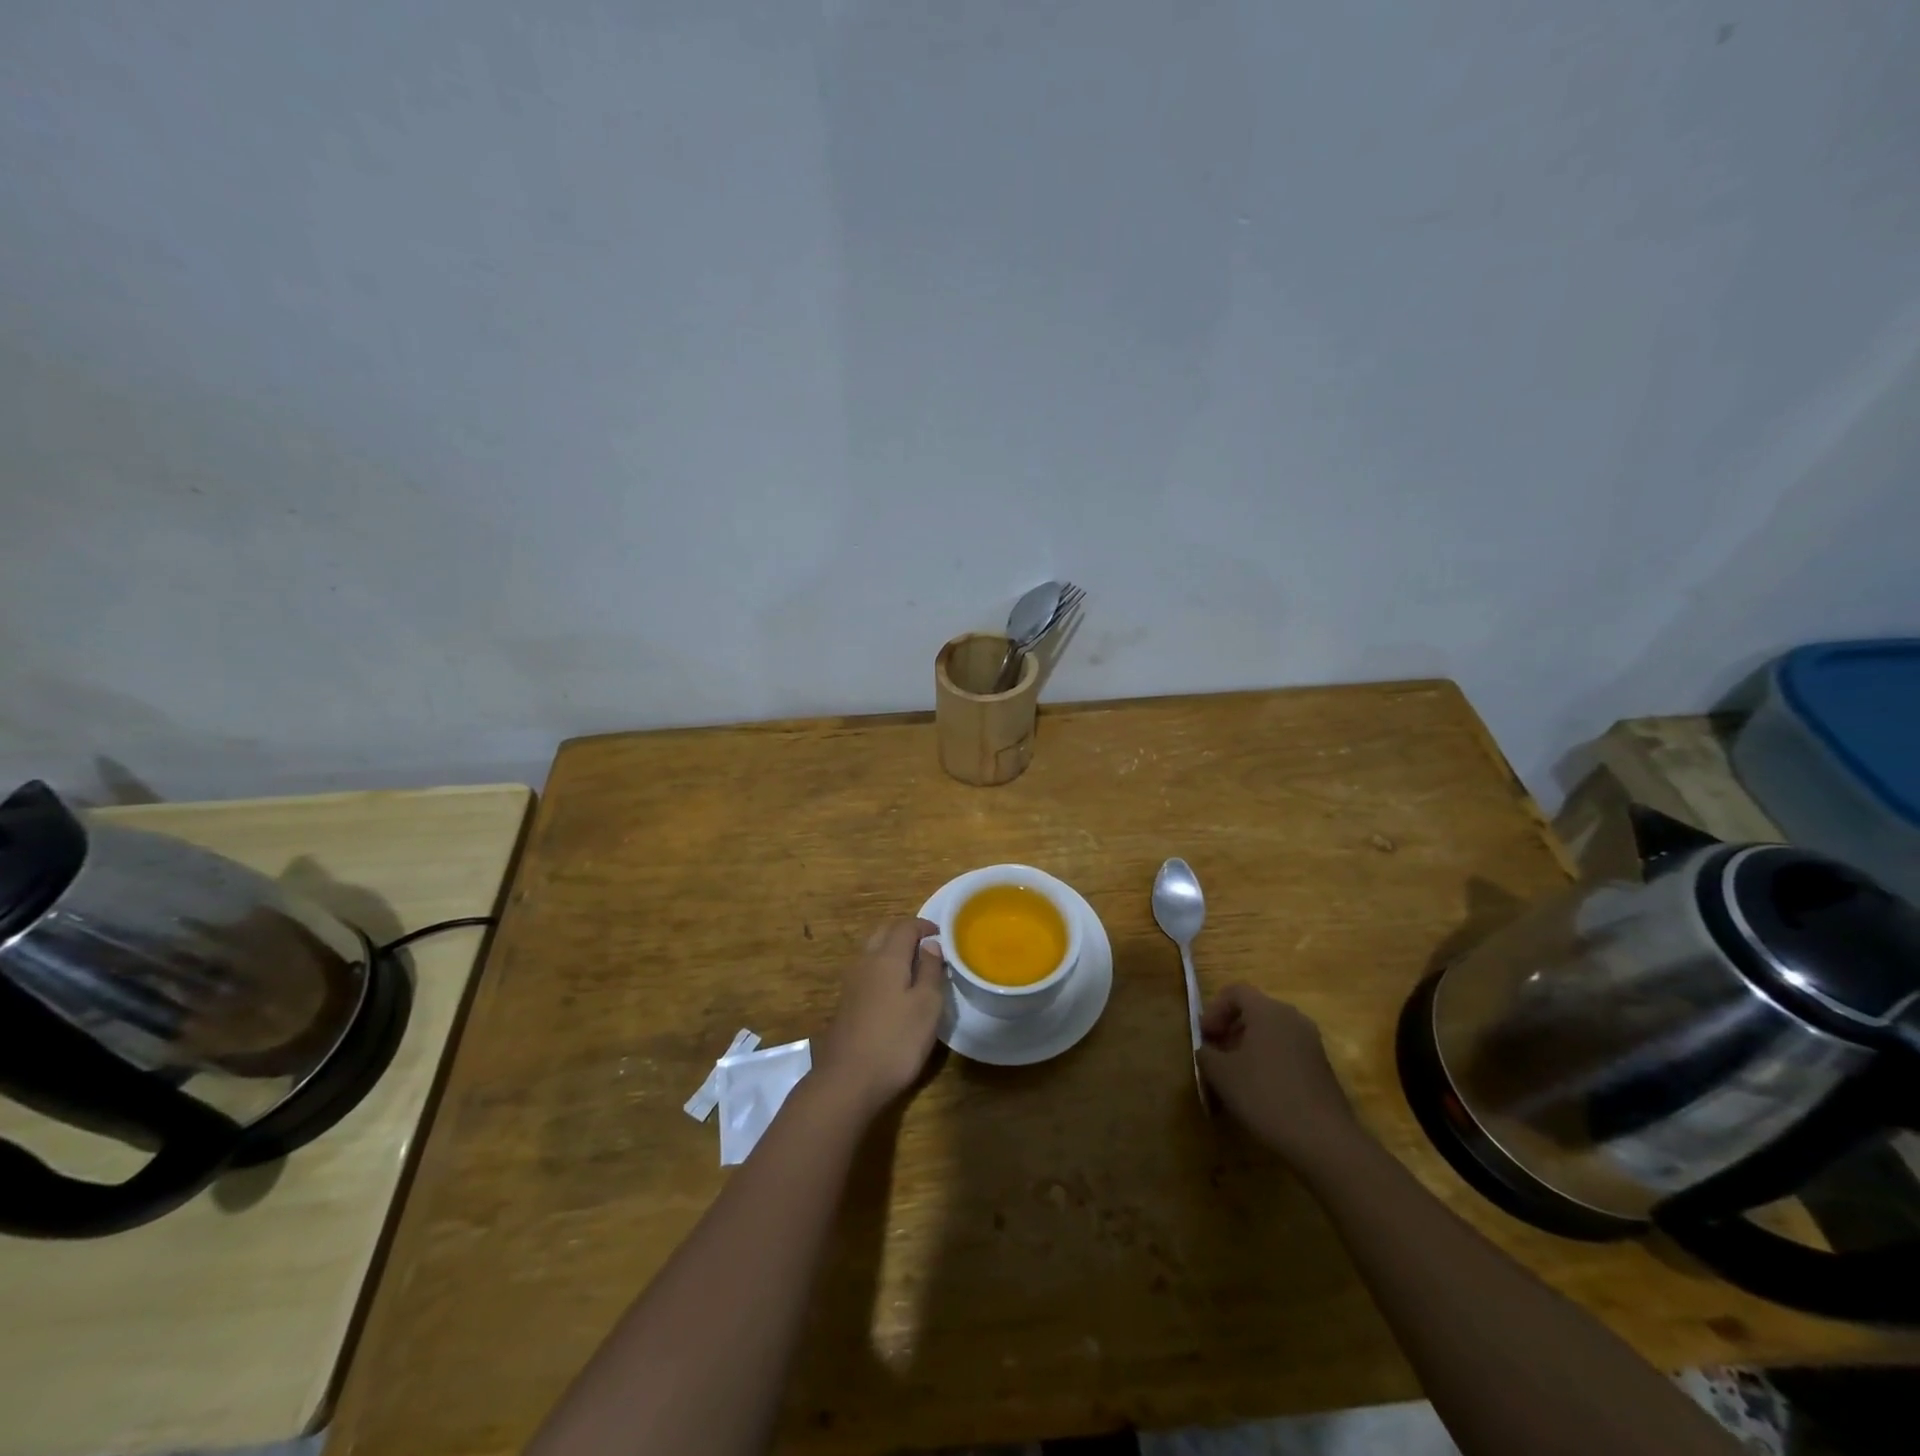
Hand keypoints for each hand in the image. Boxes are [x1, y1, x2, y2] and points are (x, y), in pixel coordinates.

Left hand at [811, 917, 945, 1118]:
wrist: (848, 1080)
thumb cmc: (896, 1040)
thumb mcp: (927, 1006)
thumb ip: (930, 970)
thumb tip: (930, 944)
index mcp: (887, 957)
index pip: (905, 926)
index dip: (924, 925)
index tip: (941, 934)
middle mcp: (865, 962)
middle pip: (884, 932)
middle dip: (905, 932)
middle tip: (927, 945)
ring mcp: (851, 982)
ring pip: (872, 951)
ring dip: (892, 949)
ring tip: (914, 966)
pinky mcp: (846, 1003)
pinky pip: (866, 971)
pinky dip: (882, 968)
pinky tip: (894, 989)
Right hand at [1197, 984, 1367, 1169]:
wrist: (1324, 1140)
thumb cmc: (1265, 1095)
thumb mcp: (1221, 1074)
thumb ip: (1206, 1054)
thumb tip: (1207, 1051)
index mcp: (1268, 1011)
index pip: (1235, 991)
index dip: (1214, 1010)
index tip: (1205, 1036)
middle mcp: (1293, 1018)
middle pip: (1254, 1011)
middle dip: (1230, 1030)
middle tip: (1215, 1055)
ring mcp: (1311, 1043)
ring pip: (1271, 1033)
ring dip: (1248, 1047)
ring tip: (1234, 1076)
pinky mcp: (1322, 1067)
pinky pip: (1286, 1052)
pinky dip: (1268, 1061)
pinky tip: (1259, 1091)